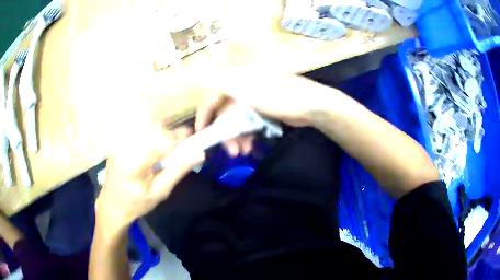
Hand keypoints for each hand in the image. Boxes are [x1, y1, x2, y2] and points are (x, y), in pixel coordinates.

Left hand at [96, 126, 204, 230]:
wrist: (112, 205)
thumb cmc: (136, 204)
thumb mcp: (160, 192)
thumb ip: (178, 170)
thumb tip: (199, 154)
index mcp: (135, 161)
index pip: (162, 141)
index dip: (180, 137)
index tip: (193, 137)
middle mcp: (126, 146)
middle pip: (155, 132)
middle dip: (171, 138)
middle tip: (180, 149)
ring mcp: (120, 143)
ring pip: (148, 130)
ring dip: (161, 138)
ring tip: (166, 154)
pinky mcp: (119, 142)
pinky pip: (140, 134)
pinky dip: (151, 139)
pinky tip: (152, 153)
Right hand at [195, 69, 324, 155]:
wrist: (312, 105)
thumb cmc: (280, 97)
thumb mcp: (248, 94)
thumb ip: (224, 93)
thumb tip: (202, 90)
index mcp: (238, 79)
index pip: (213, 95)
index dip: (205, 113)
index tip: (202, 132)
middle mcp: (244, 87)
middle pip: (226, 111)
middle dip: (225, 133)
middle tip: (230, 151)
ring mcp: (256, 100)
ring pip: (238, 120)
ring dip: (237, 137)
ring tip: (242, 153)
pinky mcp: (265, 110)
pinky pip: (249, 124)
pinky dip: (248, 135)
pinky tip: (250, 147)